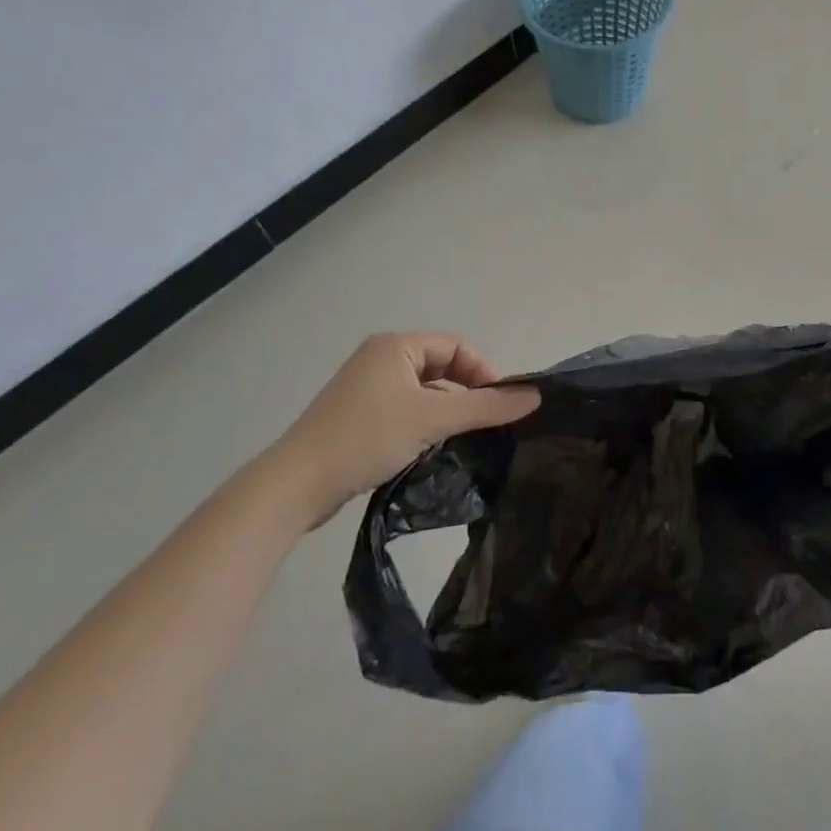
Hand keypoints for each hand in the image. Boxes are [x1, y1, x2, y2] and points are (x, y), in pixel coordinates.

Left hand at [269, 333, 538, 526]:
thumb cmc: (366, 437)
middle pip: (441, 366)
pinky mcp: (357, 416)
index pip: (456, 346)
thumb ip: (486, 407)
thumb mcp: (433, 419)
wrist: (295, 485)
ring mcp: (365, 388)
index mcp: (395, 345)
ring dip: (446, 410)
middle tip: (485, 423)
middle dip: (466, 392)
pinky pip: (405, 409)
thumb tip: (534, 397)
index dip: (483, 371)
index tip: (500, 404)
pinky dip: (424, 423)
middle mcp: (380, 358)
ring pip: (423, 391)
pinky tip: (432, 448)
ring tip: (463, 439)